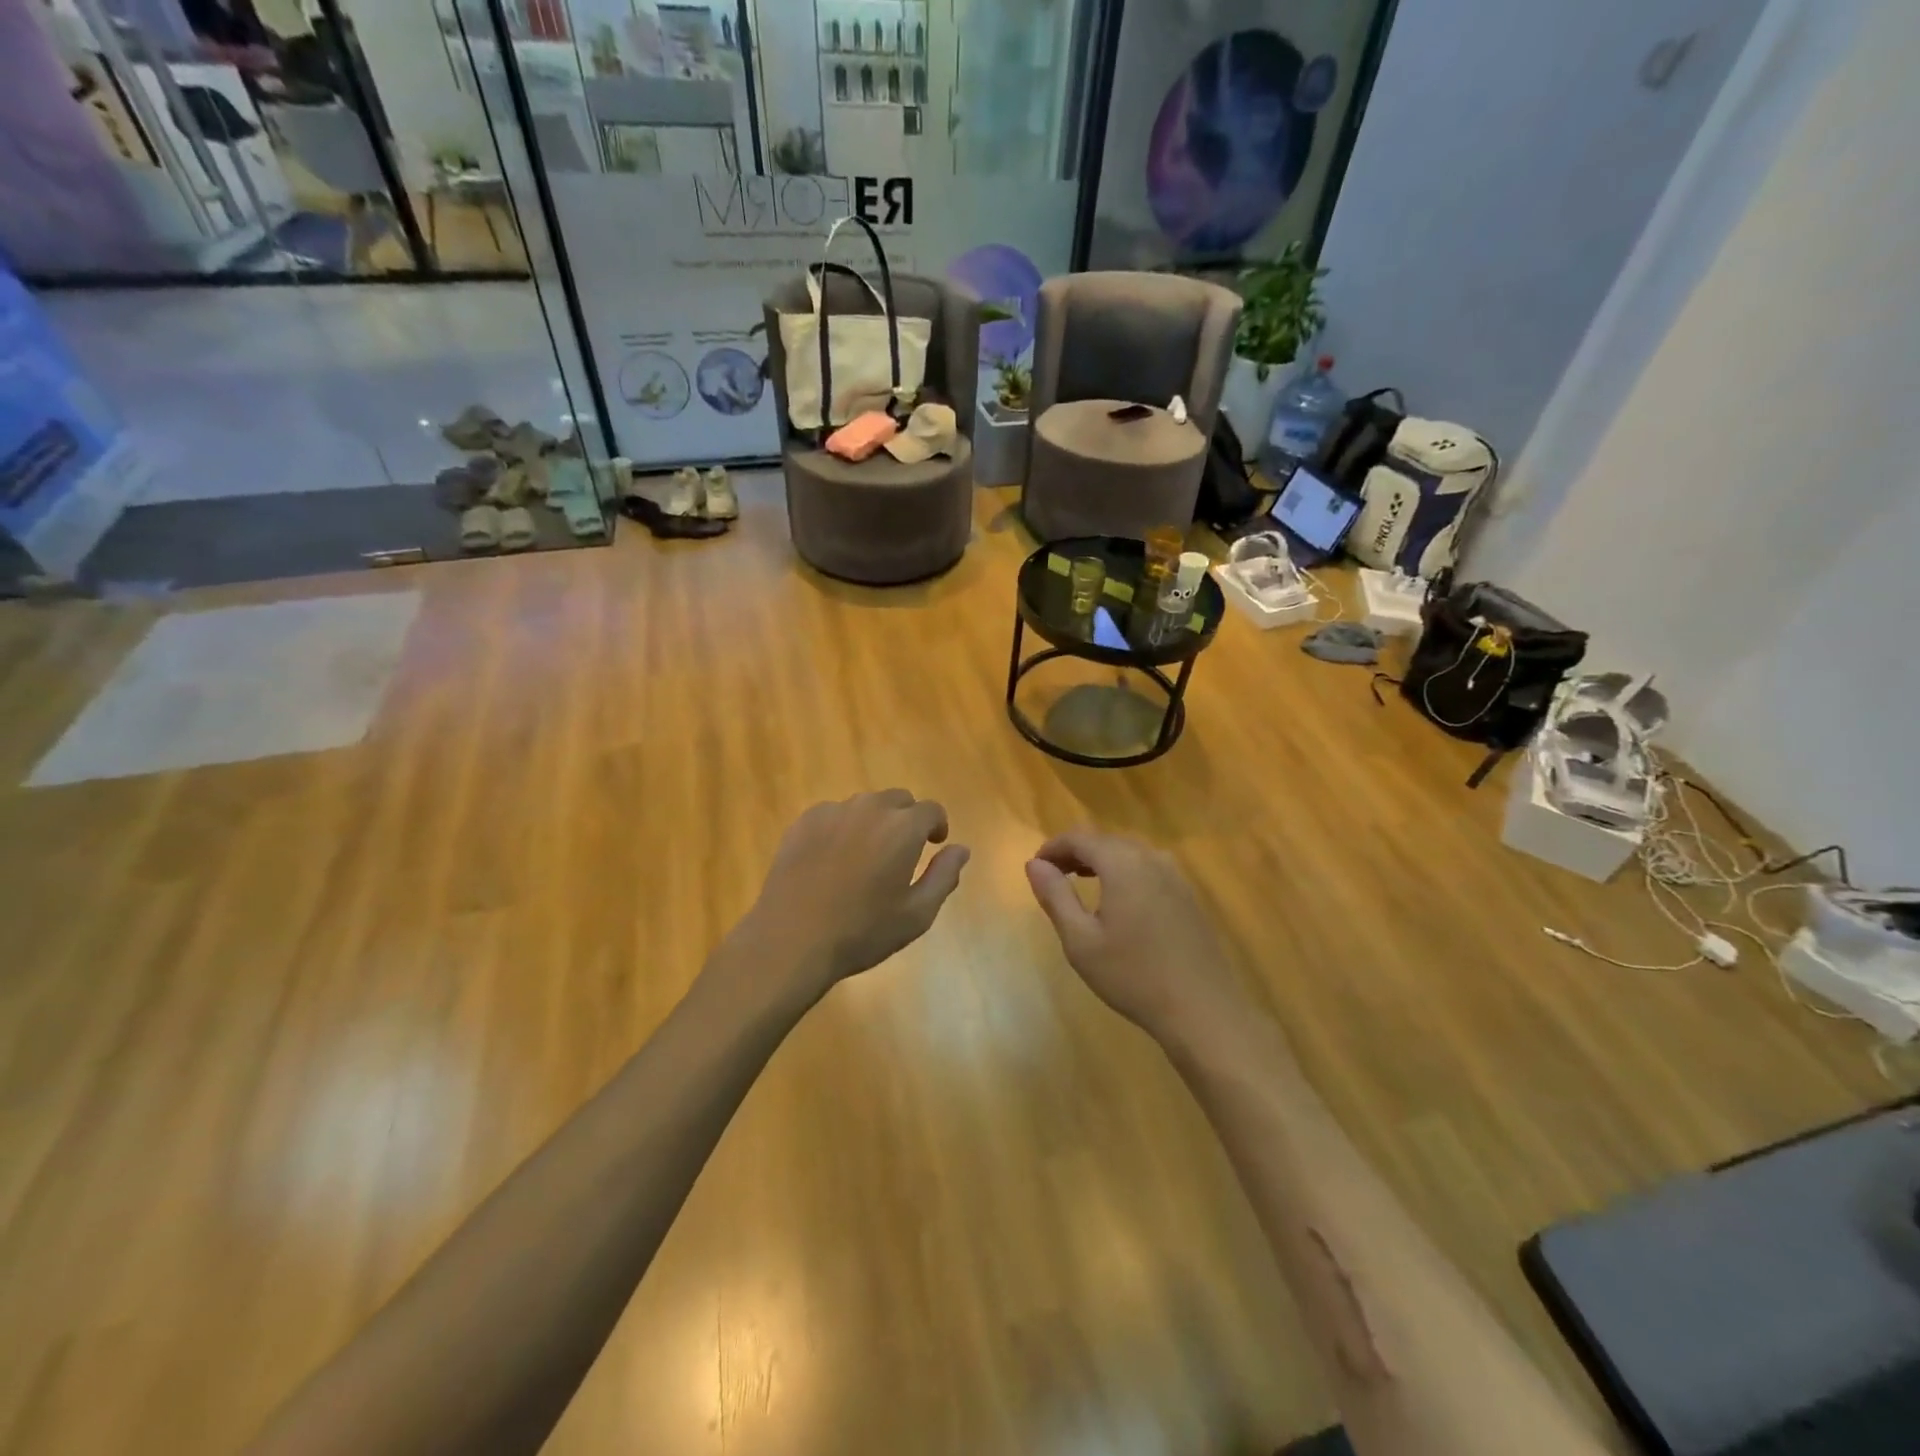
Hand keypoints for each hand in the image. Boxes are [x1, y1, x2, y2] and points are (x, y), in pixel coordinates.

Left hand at [733, 791, 968, 997]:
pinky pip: (834, 814)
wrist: (791, 938)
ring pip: (864, 805)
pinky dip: (842, 828)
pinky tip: (833, 860)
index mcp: (903, 827)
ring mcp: (833, 812)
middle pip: (898, 800)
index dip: (937, 825)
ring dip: (874, 822)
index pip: (931, 810)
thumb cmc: (862, 931)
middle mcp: (870, 808)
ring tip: (865, 857)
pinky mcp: (803, 822)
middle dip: (906, 820)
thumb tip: (960, 849)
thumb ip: (944, 876)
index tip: (934, 844)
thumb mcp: (916, 914)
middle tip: (901, 852)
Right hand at [1025, 828, 1247, 1045]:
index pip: (1080, 838)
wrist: (1202, 1010)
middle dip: (1075, 852)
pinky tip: (1119, 900)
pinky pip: (1148, 868)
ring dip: (1101, 860)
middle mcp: (1151, 858)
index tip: (1036, 867)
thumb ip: (1055, 896)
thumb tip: (1034, 864)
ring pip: (1129, 852)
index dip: (1053, 847)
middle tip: (1053, 876)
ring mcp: (1175, 876)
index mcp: (1122, 863)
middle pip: (1105, 841)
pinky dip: (1125, 872)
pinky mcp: (1188, 895)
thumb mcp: (1080, 940)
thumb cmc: (1132, 976)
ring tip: (1080, 882)